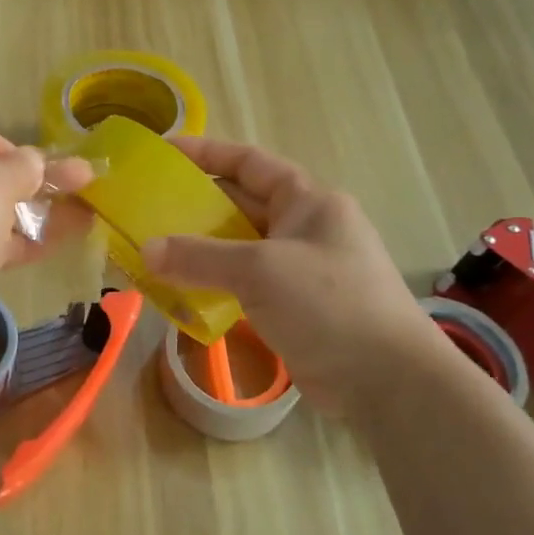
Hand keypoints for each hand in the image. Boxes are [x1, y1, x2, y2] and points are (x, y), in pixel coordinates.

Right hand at [142, 138, 434, 398]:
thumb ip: (200, 256)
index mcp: (308, 201)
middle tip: (145, 208)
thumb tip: (146, 250)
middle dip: (193, 205)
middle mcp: (303, 227)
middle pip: (239, 204)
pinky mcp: (292, 306)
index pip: (249, 162)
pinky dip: (212, 284)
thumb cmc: (330, 304)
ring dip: (198, 249)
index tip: (162, 153)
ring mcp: (298, 269)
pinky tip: (179, 292)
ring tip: (152, 251)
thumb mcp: (261, 270)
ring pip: (237, 248)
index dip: (205, 153)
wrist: (388, 381)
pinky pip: (242, 284)